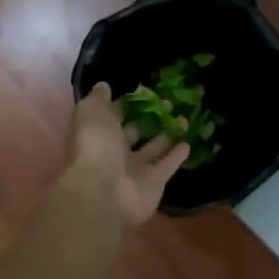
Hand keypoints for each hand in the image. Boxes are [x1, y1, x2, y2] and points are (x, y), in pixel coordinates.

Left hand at [63, 83, 189, 227]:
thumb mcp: (91, 112)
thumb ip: (98, 98)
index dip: (128, 103)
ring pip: (154, 147)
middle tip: (169, 102)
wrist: (104, 192)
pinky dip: (177, 155)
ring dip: (168, 133)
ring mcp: (135, 169)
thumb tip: (104, 86)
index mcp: (98, 134)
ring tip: (184, 117)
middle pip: (135, 131)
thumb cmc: (95, 146)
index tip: (146, 91)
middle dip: (150, 117)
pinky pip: (167, 165)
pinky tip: (188, 142)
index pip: (113, 115)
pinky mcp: (154, 183)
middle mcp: (115, 152)